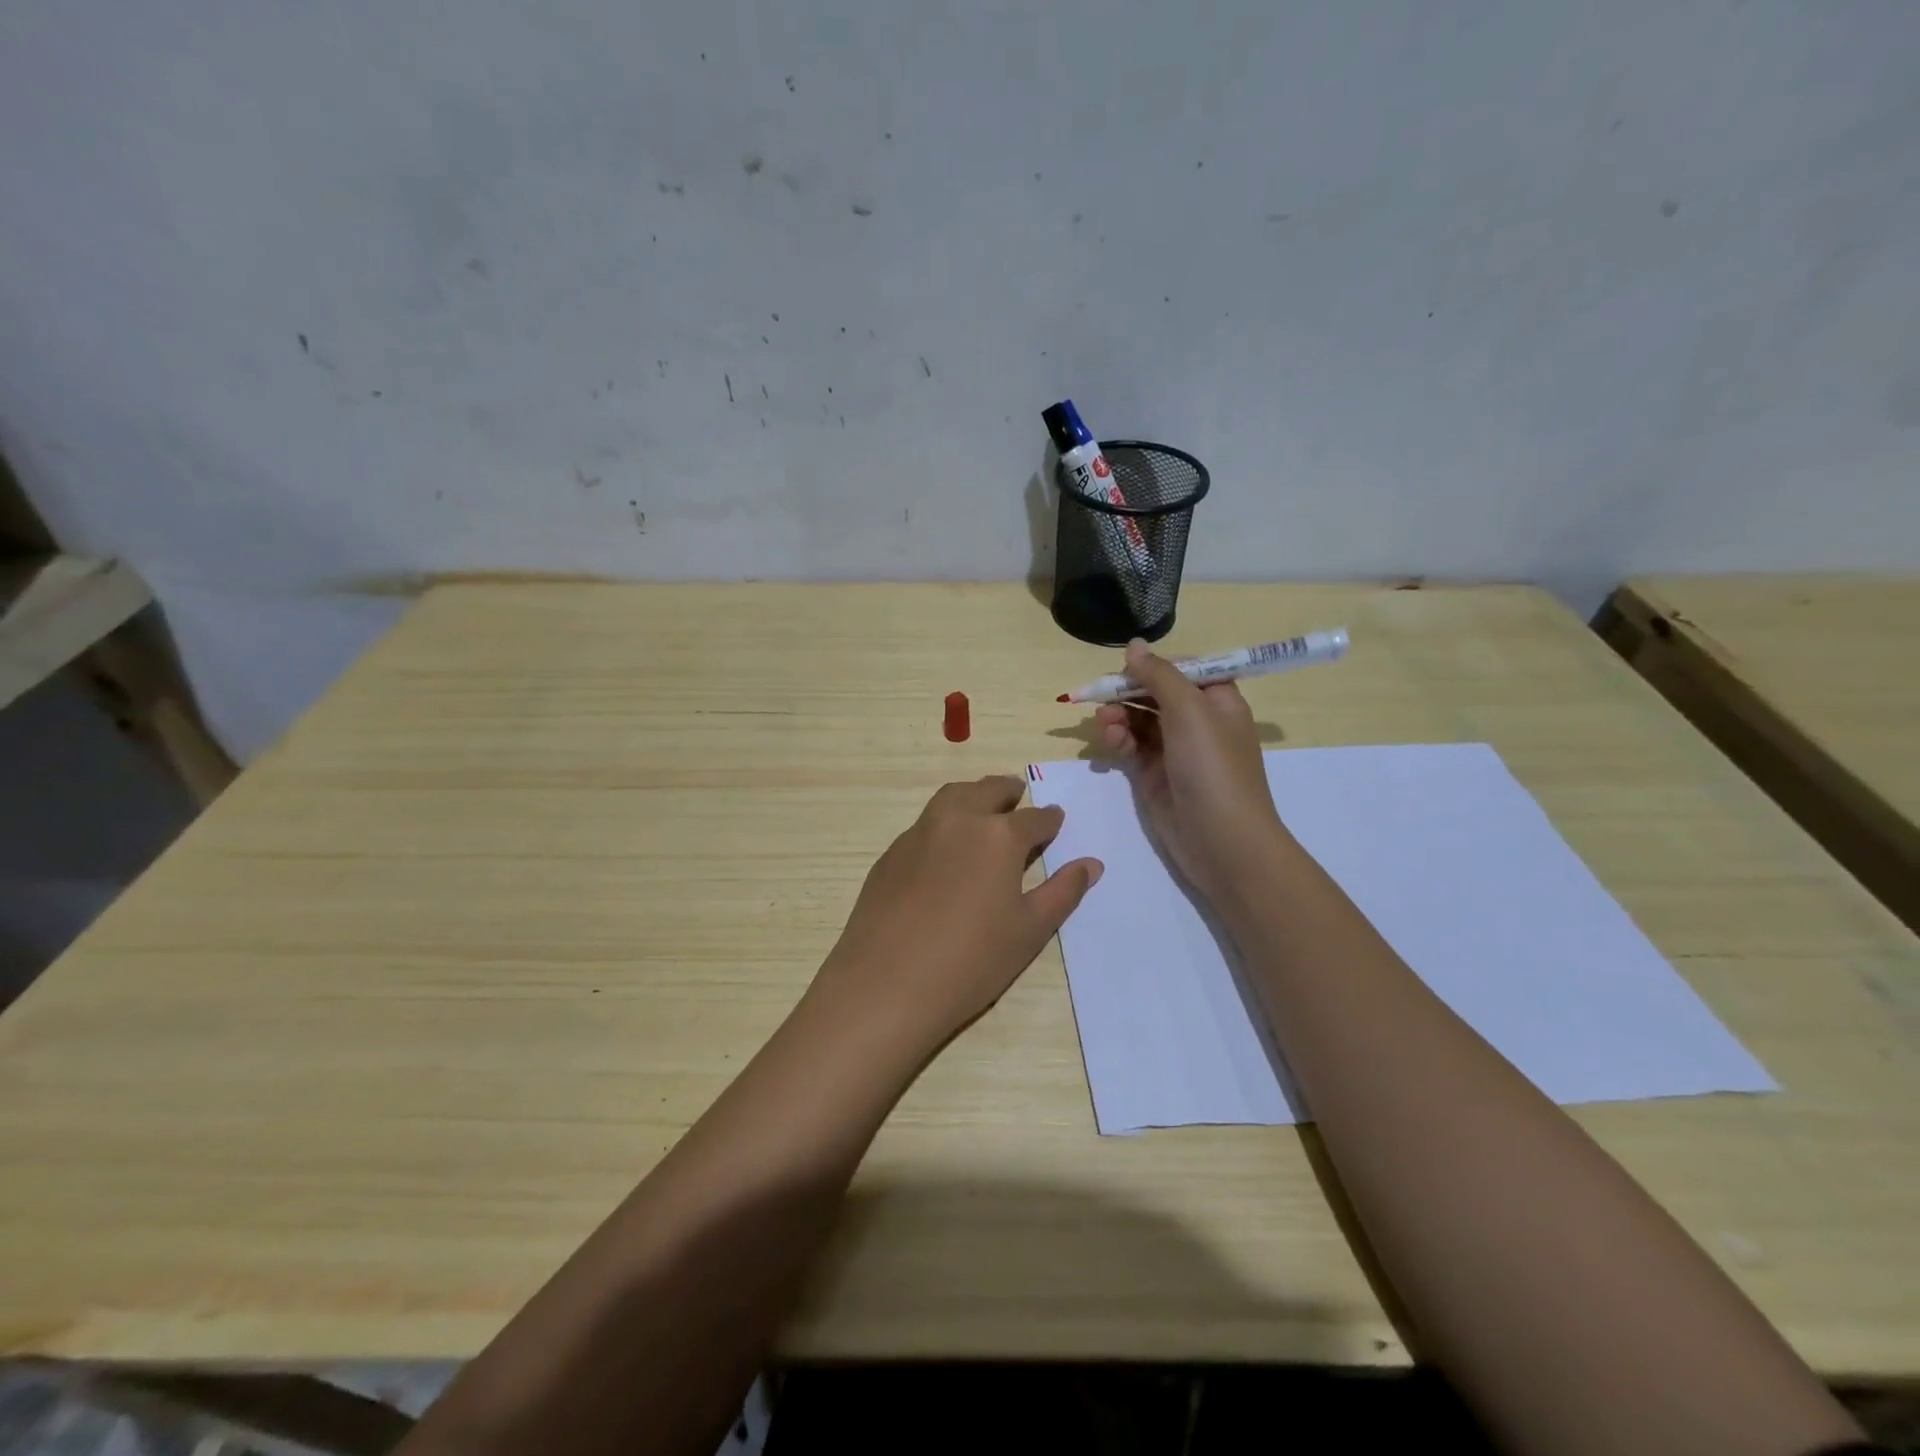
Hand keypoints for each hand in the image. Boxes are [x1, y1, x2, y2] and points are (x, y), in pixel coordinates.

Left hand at [813, 776, 1102, 1053]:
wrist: (886, 984)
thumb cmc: (971, 961)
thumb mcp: (1029, 930)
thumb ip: (1063, 891)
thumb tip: (1091, 864)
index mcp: (998, 836)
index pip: (1034, 818)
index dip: (1049, 820)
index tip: (1056, 820)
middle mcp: (958, 821)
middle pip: (988, 791)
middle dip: (1008, 791)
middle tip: (1018, 795)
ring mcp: (919, 833)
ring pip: (952, 797)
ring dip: (973, 795)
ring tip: (983, 807)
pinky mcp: (891, 853)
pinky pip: (925, 823)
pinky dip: (944, 821)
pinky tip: (945, 848)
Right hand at [1094, 640, 1289, 901]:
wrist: (1223, 841)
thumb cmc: (1213, 766)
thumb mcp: (1190, 710)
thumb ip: (1159, 675)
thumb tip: (1134, 645)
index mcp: (1217, 699)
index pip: (1182, 669)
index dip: (1154, 666)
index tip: (1127, 668)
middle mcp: (1196, 721)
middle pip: (1154, 692)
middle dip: (1127, 691)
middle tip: (1101, 696)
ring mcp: (1174, 750)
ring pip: (1137, 719)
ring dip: (1118, 715)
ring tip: (1106, 724)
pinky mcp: (1154, 775)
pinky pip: (1130, 746)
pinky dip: (1119, 739)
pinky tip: (1111, 741)